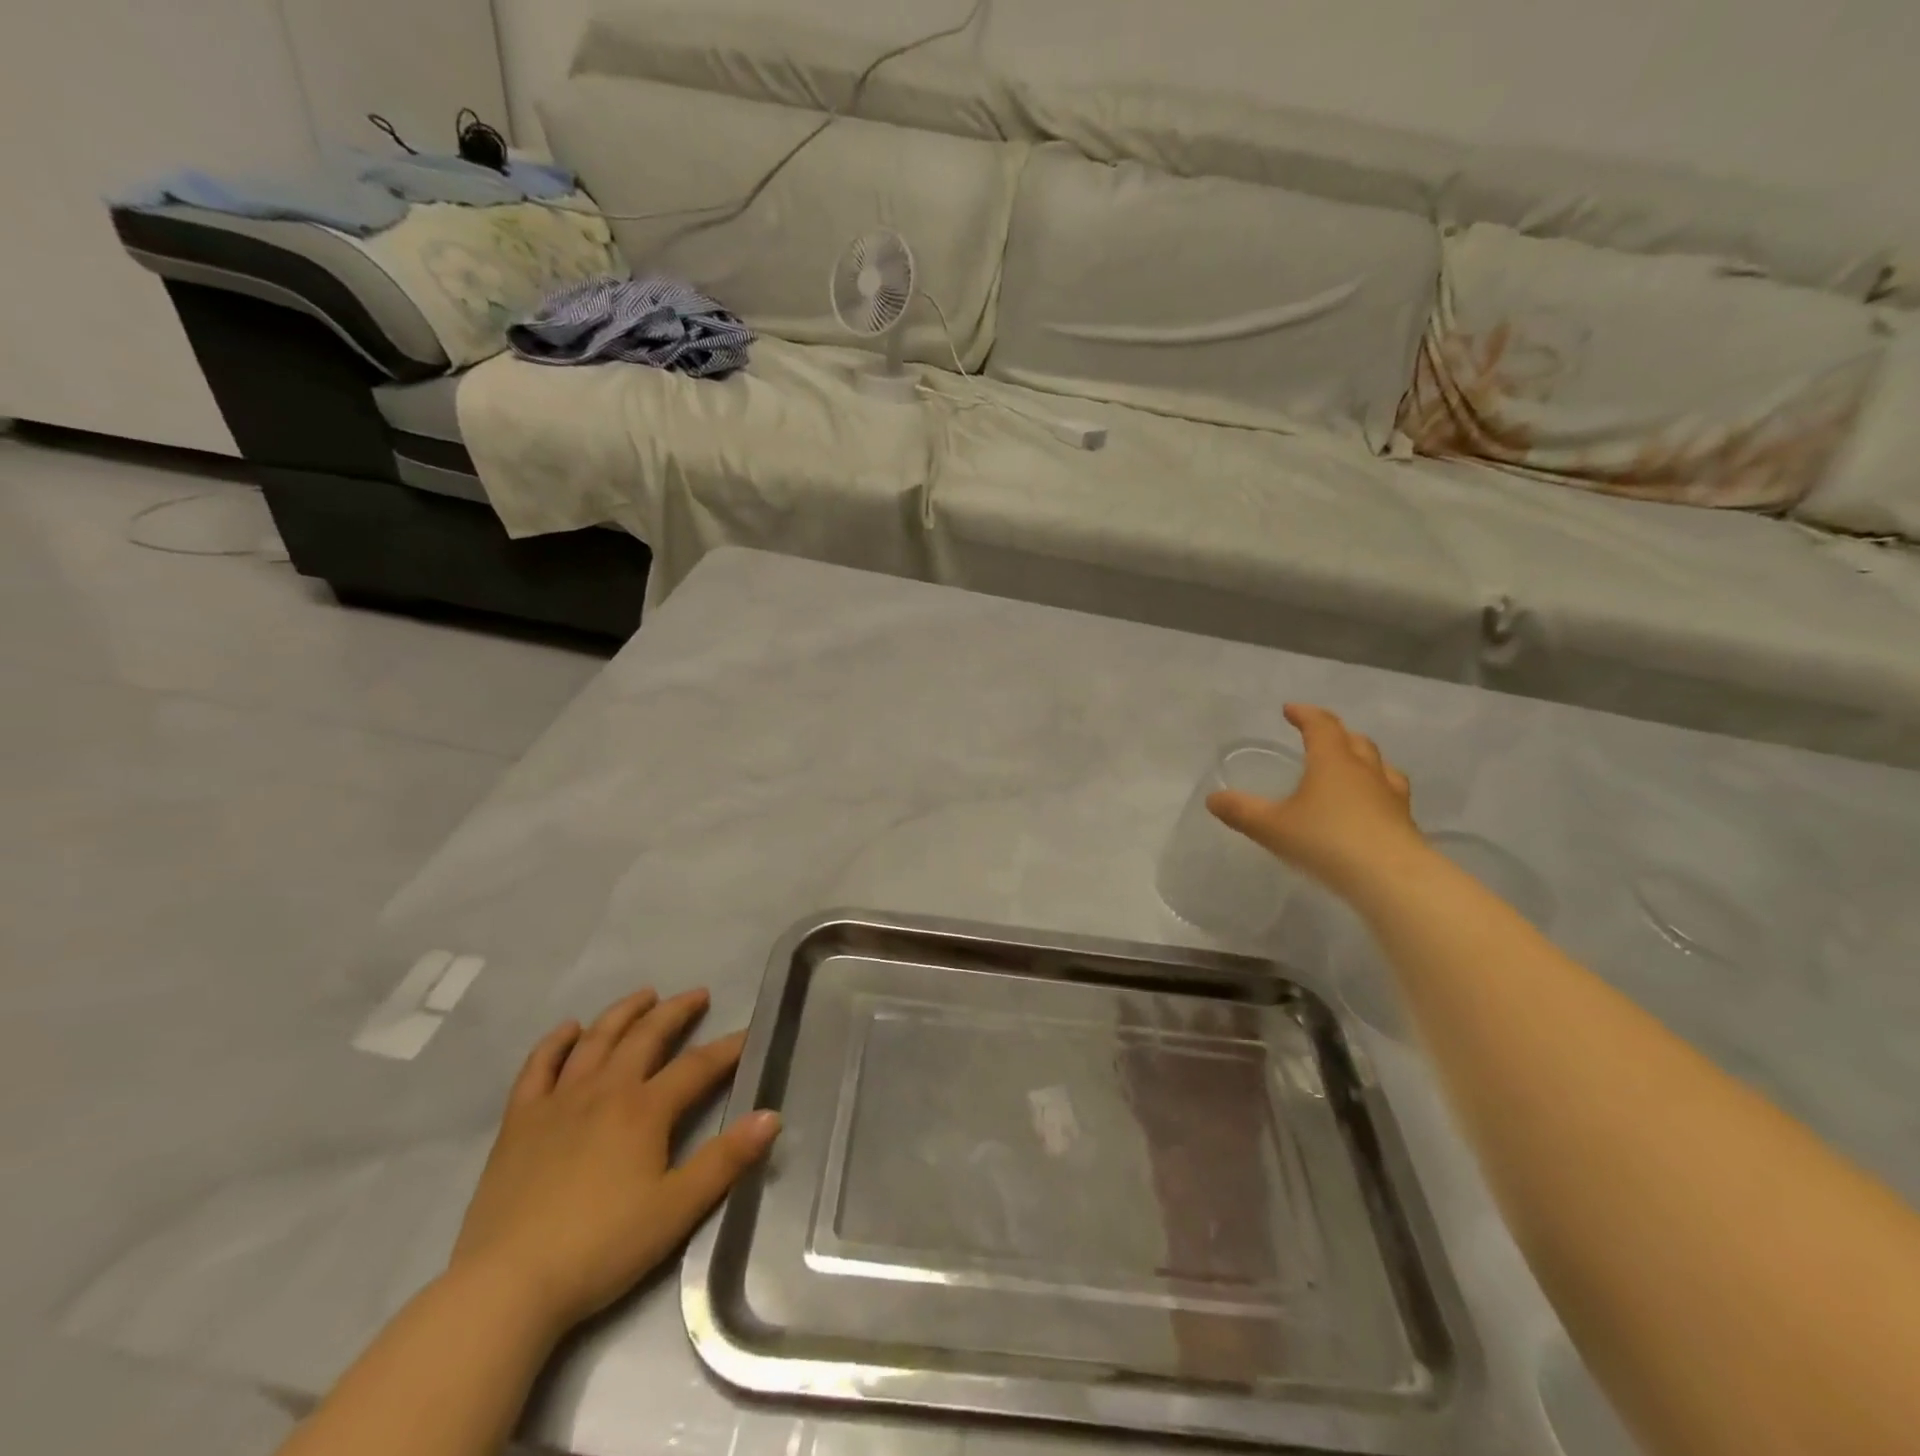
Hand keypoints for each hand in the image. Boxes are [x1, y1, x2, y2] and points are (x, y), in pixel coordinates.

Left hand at [447, 989, 779, 1336]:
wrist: (507, 1285)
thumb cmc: (601, 1248)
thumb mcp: (677, 1209)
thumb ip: (726, 1160)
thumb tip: (771, 1115)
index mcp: (645, 1109)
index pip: (698, 1066)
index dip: (728, 1048)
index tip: (749, 1035)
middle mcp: (605, 1090)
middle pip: (646, 1036)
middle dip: (676, 1012)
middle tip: (697, 995)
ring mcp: (558, 1102)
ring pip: (596, 1040)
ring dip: (624, 1013)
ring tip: (644, 996)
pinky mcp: (519, 1122)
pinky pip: (538, 1067)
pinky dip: (555, 1043)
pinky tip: (568, 1030)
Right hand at [1207, 703, 1426, 900]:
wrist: (1391, 880)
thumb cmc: (1327, 841)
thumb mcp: (1273, 827)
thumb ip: (1242, 812)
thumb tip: (1212, 799)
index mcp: (1332, 762)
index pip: (1321, 725)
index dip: (1305, 714)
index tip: (1290, 710)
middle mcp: (1365, 772)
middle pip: (1355, 741)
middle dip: (1336, 734)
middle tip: (1320, 736)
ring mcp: (1390, 797)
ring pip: (1381, 766)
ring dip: (1364, 760)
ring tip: (1352, 768)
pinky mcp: (1404, 824)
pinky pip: (1391, 795)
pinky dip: (1376, 792)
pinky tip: (1369, 808)